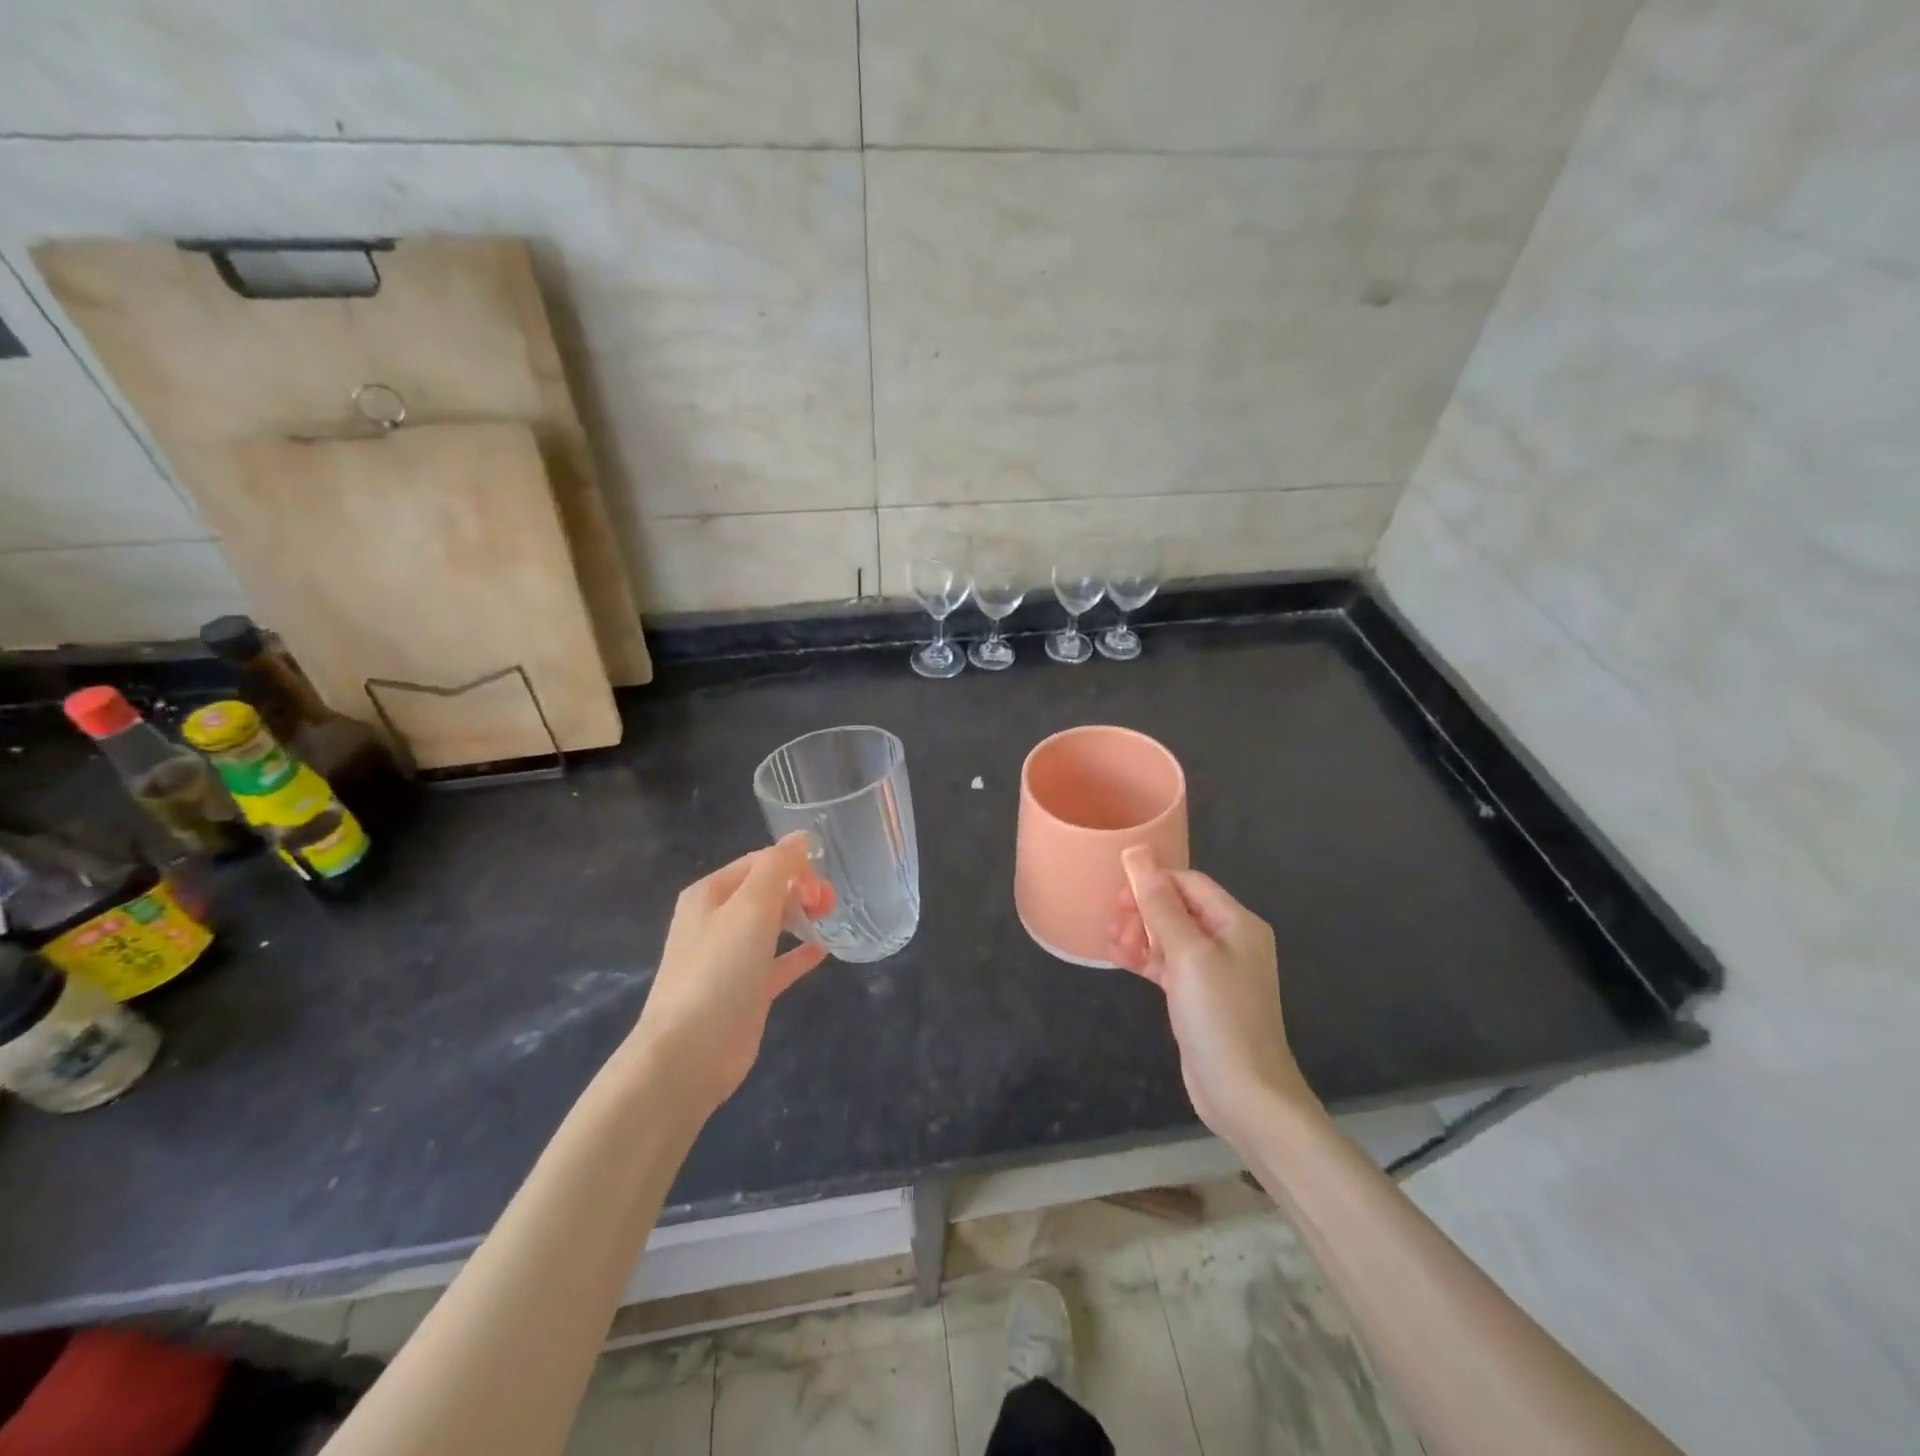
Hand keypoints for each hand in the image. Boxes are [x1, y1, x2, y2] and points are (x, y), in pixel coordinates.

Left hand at [627, 834, 829, 1115]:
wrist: (689, 1054)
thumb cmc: (719, 970)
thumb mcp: (750, 907)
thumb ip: (778, 867)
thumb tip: (802, 837)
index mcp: (710, 894)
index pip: (759, 862)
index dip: (794, 866)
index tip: (820, 886)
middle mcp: (716, 921)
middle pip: (766, 891)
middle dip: (800, 889)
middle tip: (828, 904)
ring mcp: (729, 958)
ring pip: (772, 924)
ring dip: (801, 916)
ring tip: (830, 917)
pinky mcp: (745, 991)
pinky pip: (777, 962)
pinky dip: (798, 952)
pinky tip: (823, 950)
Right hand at [1107, 846, 1318, 1146]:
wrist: (1244, 1093)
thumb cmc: (1220, 1016)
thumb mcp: (1189, 954)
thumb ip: (1161, 906)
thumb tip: (1140, 857)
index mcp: (1237, 923)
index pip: (1190, 883)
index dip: (1154, 881)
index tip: (1118, 892)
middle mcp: (1229, 941)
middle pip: (1178, 908)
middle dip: (1143, 910)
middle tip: (1114, 922)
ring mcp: (1214, 971)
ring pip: (1168, 937)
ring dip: (1139, 935)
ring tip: (1112, 944)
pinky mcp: (1198, 997)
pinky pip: (1167, 965)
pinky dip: (1144, 959)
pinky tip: (1119, 959)